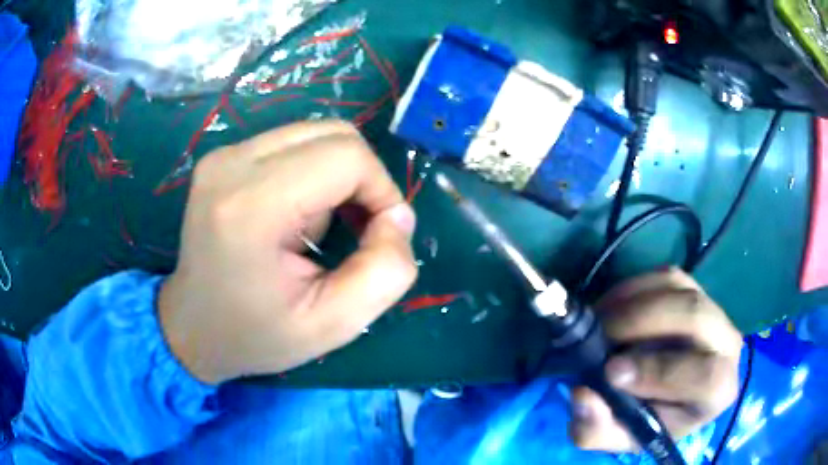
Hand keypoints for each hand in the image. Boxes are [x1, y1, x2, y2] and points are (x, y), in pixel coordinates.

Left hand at [159, 121, 417, 383]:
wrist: (193, 327)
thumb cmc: (256, 334)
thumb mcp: (333, 325)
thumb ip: (384, 273)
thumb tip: (399, 215)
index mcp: (251, 206)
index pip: (345, 156)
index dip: (381, 190)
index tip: (379, 235)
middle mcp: (232, 164)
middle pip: (333, 134)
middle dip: (363, 179)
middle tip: (357, 229)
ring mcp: (223, 155)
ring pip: (315, 134)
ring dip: (337, 176)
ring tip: (318, 227)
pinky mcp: (223, 156)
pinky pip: (292, 143)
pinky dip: (313, 172)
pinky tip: (297, 213)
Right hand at [569, 268, 742, 451]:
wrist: (664, 396)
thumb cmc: (648, 422)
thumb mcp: (620, 438)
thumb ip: (599, 429)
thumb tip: (584, 395)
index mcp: (719, 391)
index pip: (706, 375)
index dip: (660, 372)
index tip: (611, 371)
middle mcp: (728, 344)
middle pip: (696, 316)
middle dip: (643, 322)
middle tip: (600, 335)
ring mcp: (714, 310)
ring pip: (679, 289)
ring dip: (633, 302)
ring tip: (598, 321)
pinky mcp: (694, 289)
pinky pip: (667, 276)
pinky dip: (633, 288)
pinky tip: (610, 308)